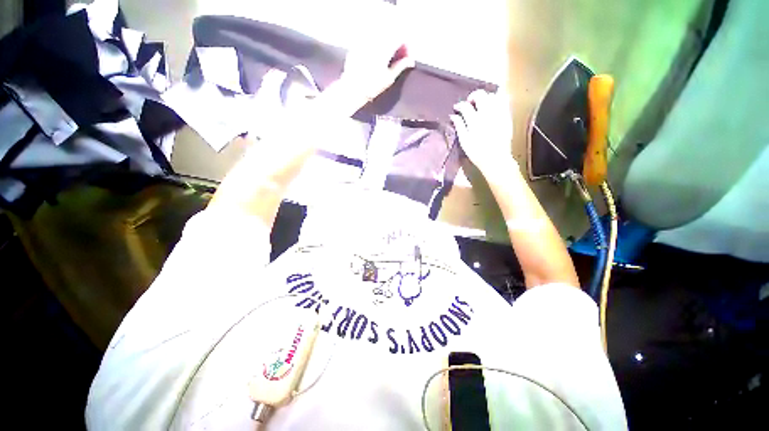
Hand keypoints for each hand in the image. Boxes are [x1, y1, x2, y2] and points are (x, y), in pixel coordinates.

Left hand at [333, 39, 414, 110]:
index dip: (405, 47)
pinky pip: (369, 41)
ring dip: (386, 45)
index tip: (406, 58)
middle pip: (390, 35)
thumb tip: (410, 61)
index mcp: (384, 47)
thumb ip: (401, 66)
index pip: (400, 38)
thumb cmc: (372, 86)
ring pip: (380, 36)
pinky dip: (375, 47)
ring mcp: (364, 41)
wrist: (352, 89)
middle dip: (396, 45)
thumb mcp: (389, 78)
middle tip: (397, 58)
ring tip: (386, 59)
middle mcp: (374, 40)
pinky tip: (374, 59)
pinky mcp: (356, 45)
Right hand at [450, 90, 515, 178]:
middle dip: (473, 97)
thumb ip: (459, 126)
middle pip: (480, 95)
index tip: (456, 108)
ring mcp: (499, 113)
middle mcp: (487, 113)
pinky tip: (492, 107)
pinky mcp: (507, 116)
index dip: (459, 105)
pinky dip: (496, 100)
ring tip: (481, 105)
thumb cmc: (477, 153)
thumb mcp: (464, 141)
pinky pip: (503, 101)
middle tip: (469, 104)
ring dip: (485, 97)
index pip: (465, 106)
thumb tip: (453, 116)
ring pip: (492, 95)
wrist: (496, 159)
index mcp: (475, 121)